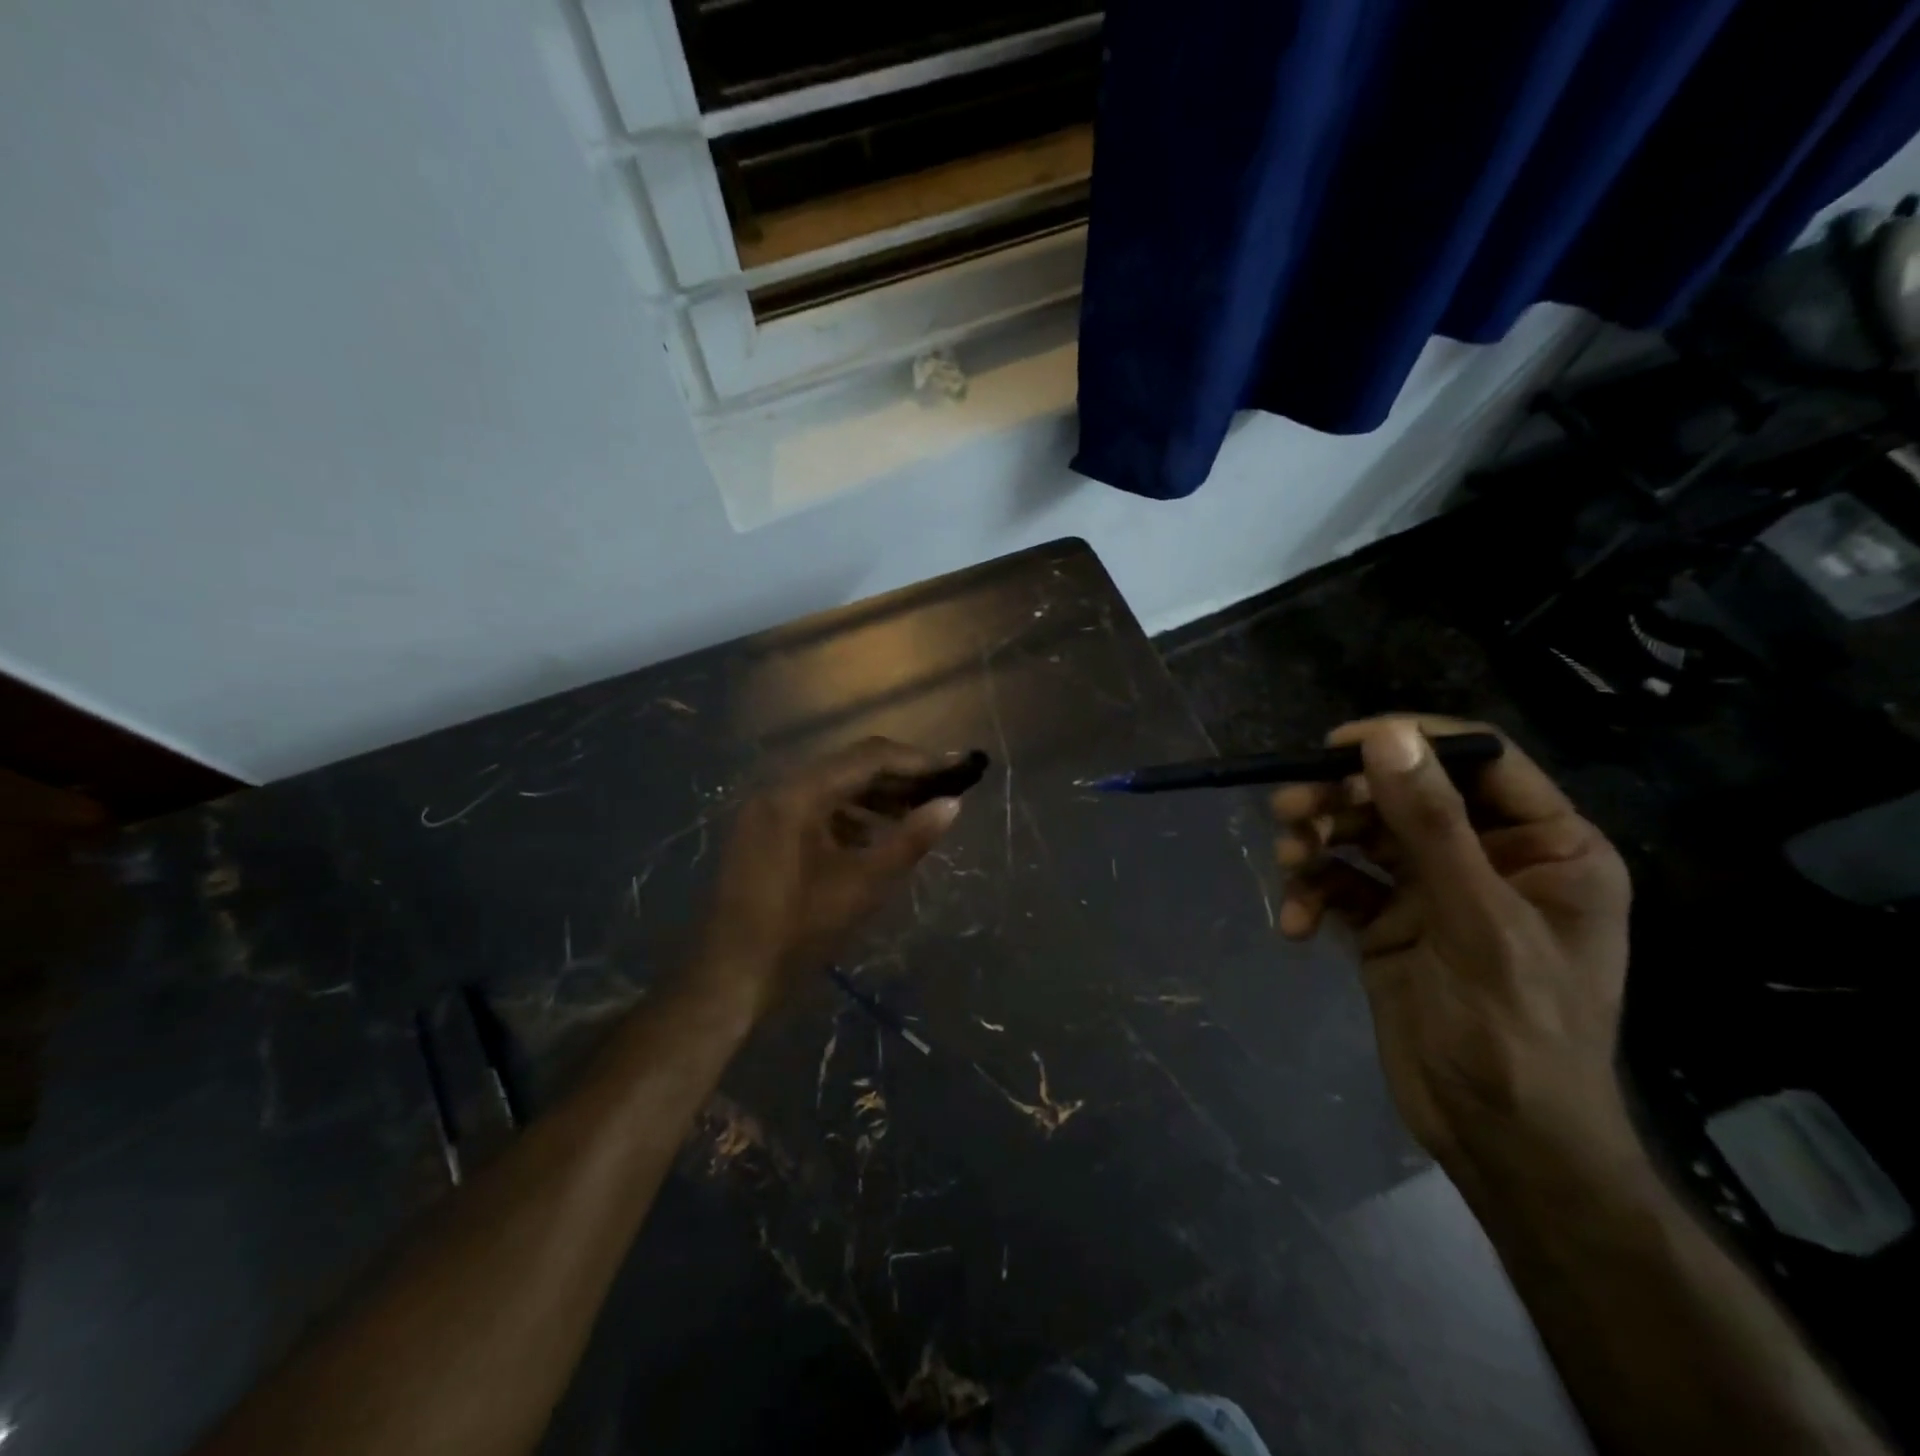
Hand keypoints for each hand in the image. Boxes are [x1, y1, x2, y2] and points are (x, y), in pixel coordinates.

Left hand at [697, 738, 963, 1018]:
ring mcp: (767, 810)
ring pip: (833, 787)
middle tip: (944, 790)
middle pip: (849, 767)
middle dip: (900, 777)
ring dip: (876, 796)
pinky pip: (815, 809)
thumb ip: (910, 840)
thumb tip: (952, 805)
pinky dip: (850, 816)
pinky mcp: (765, 831)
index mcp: (798, 794)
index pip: (868, 758)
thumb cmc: (798, 931)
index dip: (918, 762)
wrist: (730, 977)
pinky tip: (877, 836)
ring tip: (918, 814)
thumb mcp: (863, 885)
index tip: (958, 769)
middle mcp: (779, 789)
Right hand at [1270, 715, 1632, 1181]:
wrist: (1498, 1138)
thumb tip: (1385, 737)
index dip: (1408, 741)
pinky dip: (1312, 896)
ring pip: (1363, 836)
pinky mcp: (1389, 922)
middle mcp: (1488, 857)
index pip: (1478, 759)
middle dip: (1342, 800)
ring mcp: (1434, 890)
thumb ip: (1431, 824)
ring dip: (1318, 843)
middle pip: (1403, 795)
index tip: (1336, 745)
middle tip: (1287, 808)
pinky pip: (1341, 885)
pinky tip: (1294, 926)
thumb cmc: (1517, 1030)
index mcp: (1544, 845)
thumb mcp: (1476, 919)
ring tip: (1287, 862)